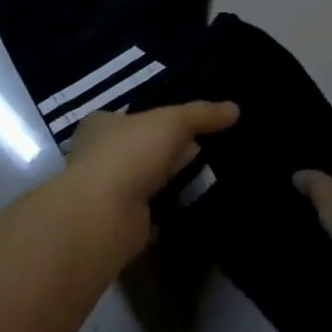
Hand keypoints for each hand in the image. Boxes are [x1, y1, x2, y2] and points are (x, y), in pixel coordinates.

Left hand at [60, 100, 238, 261]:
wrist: (104, 216)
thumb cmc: (129, 155)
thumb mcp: (171, 123)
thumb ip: (201, 114)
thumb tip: (234, 109)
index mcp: (100, 125)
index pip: (130, 117)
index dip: (156, 119)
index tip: (187, 125)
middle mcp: (97, 156)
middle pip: (138, 149)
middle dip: (165, 153)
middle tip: (203, 153)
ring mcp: (106, 192)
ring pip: (144, 182)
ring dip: (167, 184)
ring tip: (205, 180)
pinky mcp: (118, 223)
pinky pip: (150, 213)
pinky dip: (167, 213)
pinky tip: (192, 209)